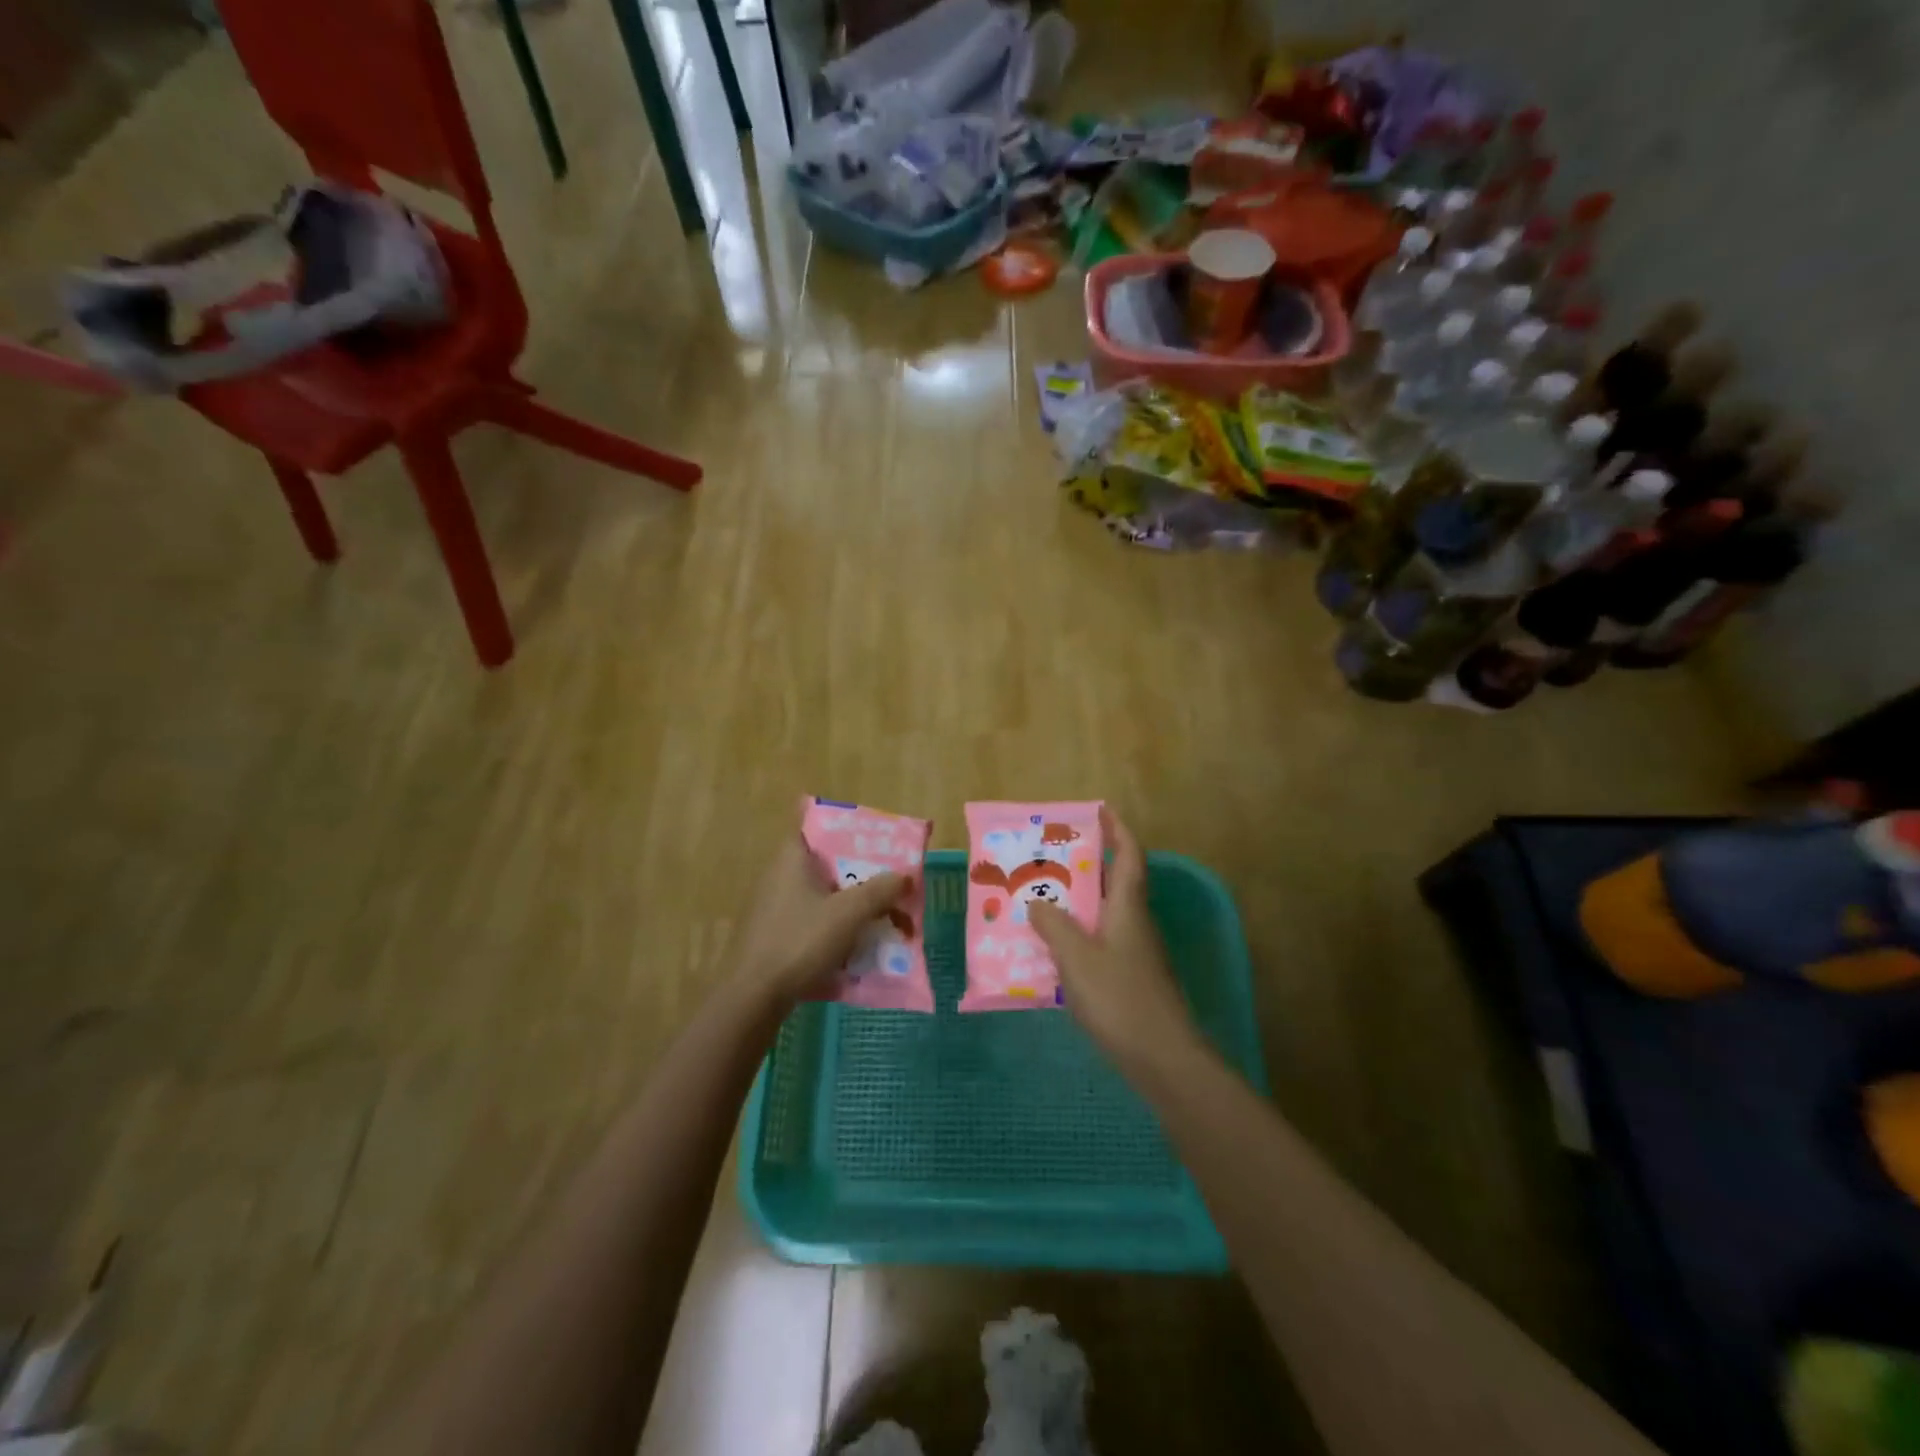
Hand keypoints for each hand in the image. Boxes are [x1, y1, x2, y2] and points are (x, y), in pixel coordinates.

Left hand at [728, 832, 907, 1003]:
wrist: (752, 997)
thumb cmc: (800, 942)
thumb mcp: (849, 913)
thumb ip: (880, 890)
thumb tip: (904, 875)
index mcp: (792, 858)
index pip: (818, 825)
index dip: (848, 829)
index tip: (876, 841)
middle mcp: (778, 875)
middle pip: (826, 864)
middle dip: (859, 874)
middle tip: (889, 884)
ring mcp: (772, 906)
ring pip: (820, 895)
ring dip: (849, 905)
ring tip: (881, 918)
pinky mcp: (772, 935)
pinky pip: (810, 920)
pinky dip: (833, 927)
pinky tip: (855, 947)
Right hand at [1030, 809, 1199, 1071]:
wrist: (1162, 1059)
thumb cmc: (1120, 999)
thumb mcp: (1077, 958)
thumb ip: (1054, 925)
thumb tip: (1037, 902)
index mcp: (1128, 908)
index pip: (1129, 855)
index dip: (1117, 829)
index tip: (1098, 810)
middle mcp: (1136, 923)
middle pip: (1115, 882)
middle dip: (1086, 865)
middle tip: (1049, 858)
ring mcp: (1135, 953)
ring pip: (1105, 915)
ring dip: (1078, 903)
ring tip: (1039, 900)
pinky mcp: (1130, 979)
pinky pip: (1100, 943)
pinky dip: (1078, 936)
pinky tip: (1051, 951)